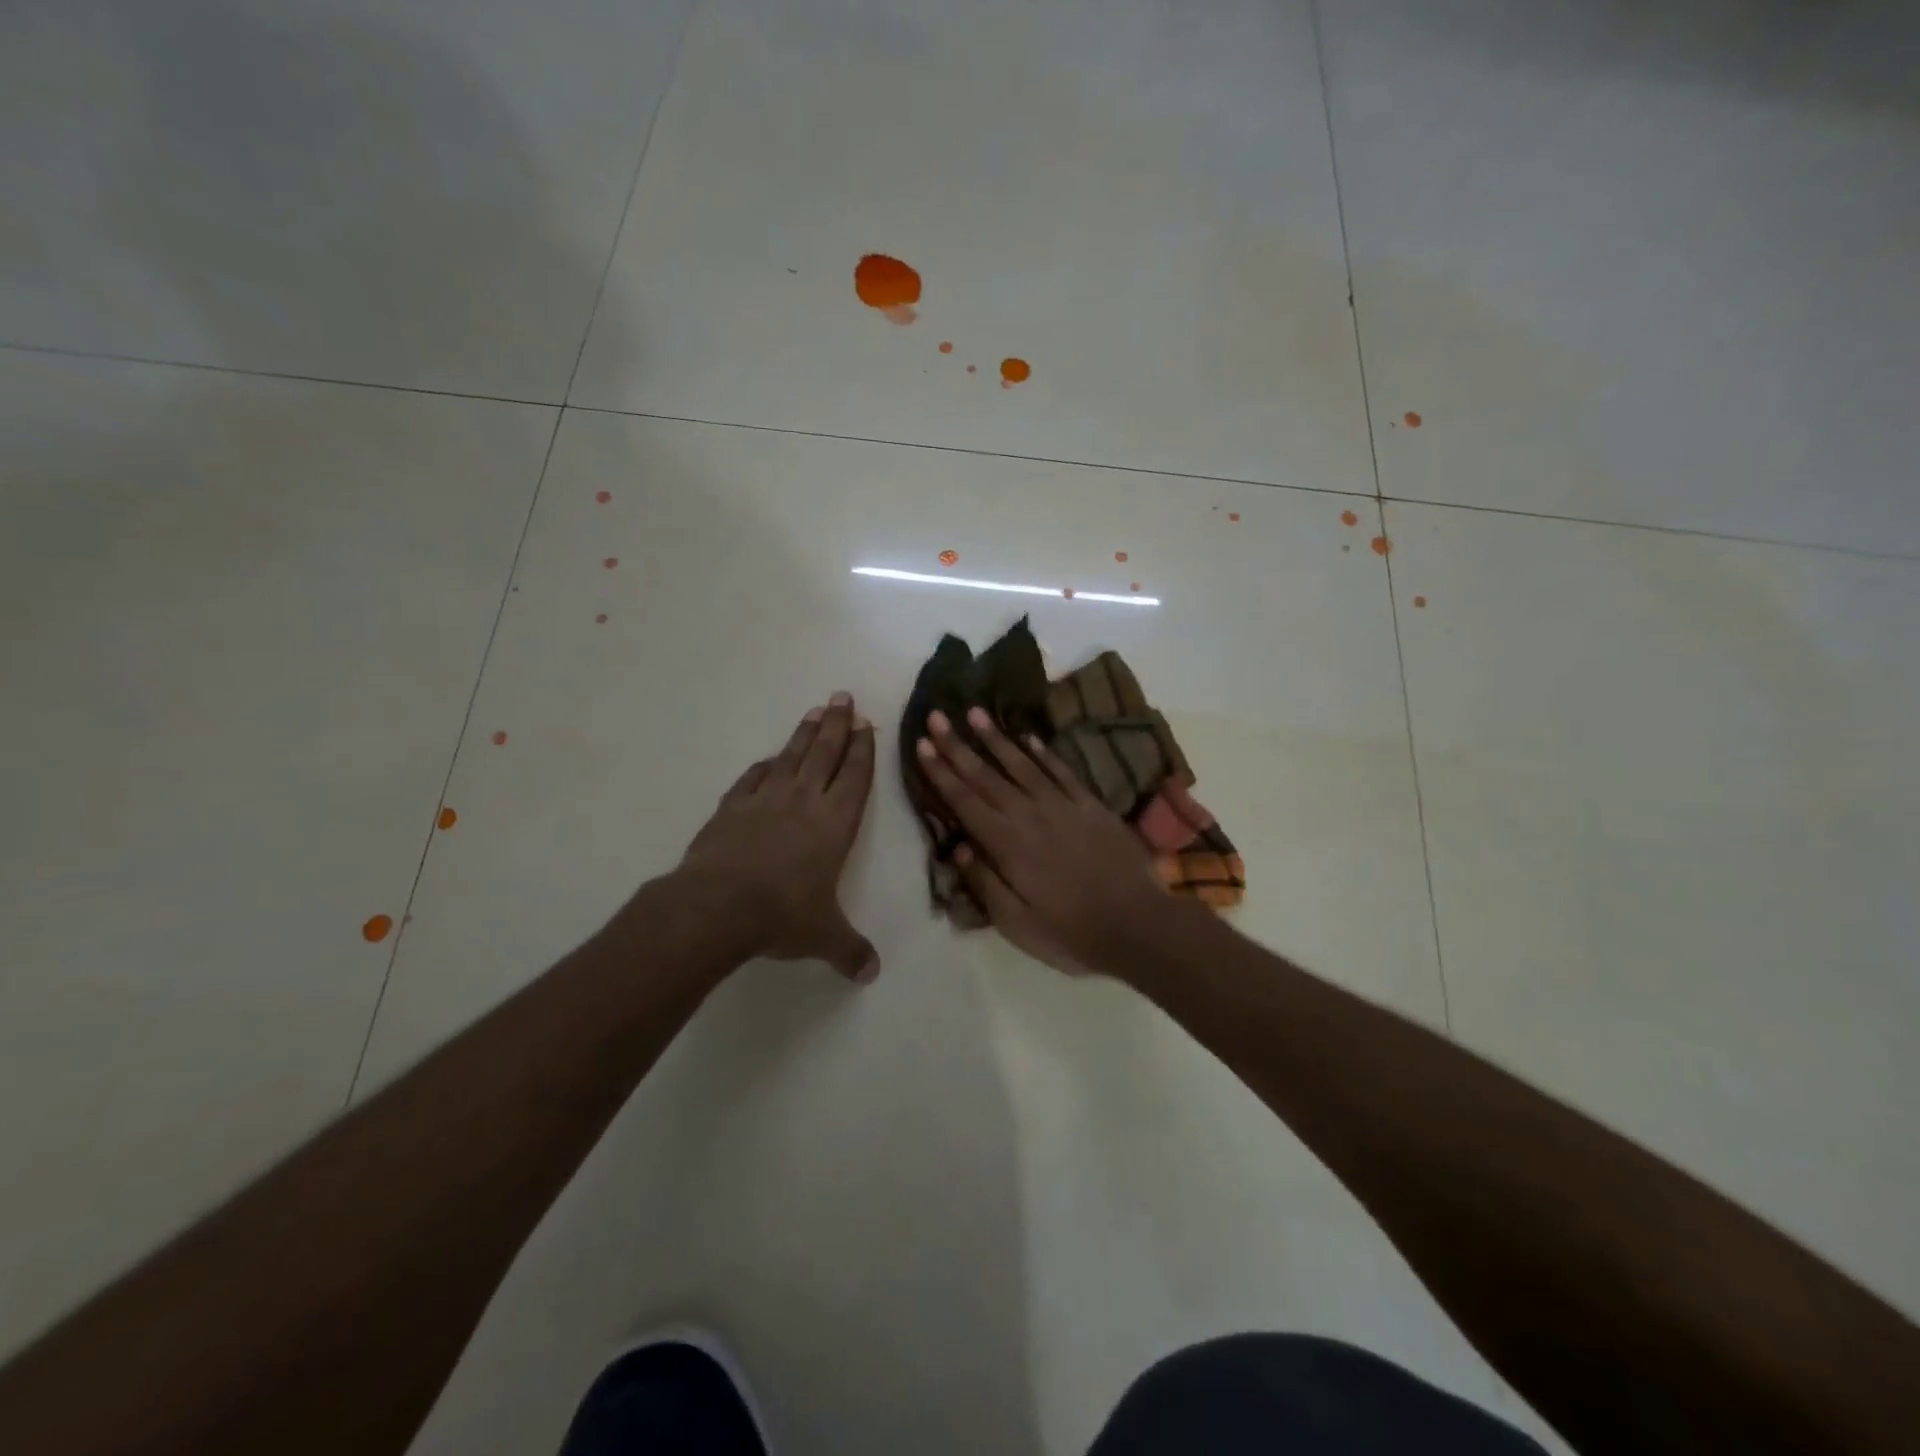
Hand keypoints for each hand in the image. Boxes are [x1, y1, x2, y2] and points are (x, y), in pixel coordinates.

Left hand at [678, 694, 879, 982]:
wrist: (717, 906)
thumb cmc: (782, 914)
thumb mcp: (823, 936)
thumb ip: (849, 950)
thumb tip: (871, 974)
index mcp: (835, 823)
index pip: (856, 777)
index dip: (863, 749)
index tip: (867, 724)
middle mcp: (804, 801)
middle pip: (825, 753)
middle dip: (837, 724)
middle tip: (843, 697)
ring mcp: (765, 800)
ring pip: (790, 756)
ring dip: (804, 733)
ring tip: (815, 711)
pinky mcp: (732, 807)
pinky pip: (752, 778)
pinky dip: (763, 765)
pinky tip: (767, 759)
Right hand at [915, 706, 1170, 974]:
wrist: (1138, 924)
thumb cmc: (1071, 932)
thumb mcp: (1017, 923)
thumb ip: (985, 882)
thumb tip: (957, 847)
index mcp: (1007, 844)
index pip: (965, 801)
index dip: (941, 773)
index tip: (922, 745)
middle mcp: (1030, 815)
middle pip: (986, 775)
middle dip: (958, 746)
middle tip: (936, 717)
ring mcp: (1063, 805)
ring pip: (1021, 764)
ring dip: (996, 738)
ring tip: (975, 712)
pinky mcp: (1090, 805)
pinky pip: (1060, 771)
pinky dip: (1042, 752)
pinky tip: (1028, 736)